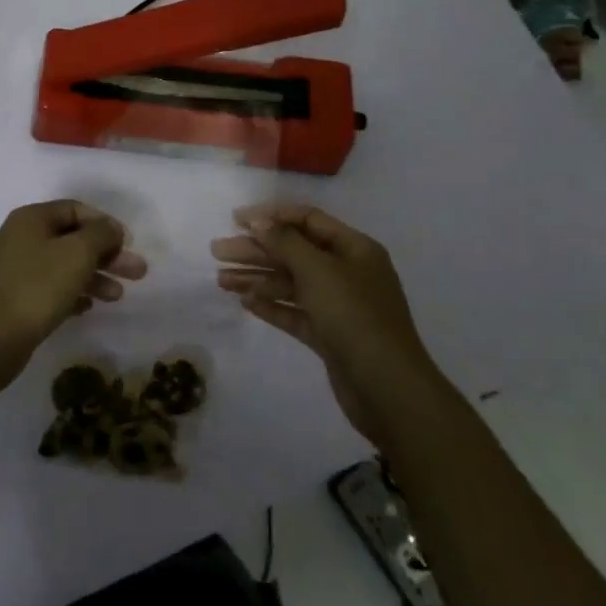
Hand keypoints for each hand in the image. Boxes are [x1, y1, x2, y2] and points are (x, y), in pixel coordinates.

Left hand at [0, 200, 146, 386]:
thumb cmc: (37, 286)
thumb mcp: (77, 253)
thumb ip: (101, 234)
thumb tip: (111, 228)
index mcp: (31, 218)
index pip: (75, 209)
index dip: (104, 223)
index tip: (128, 243)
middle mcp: (21, 238)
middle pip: (72, 239)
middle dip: (106, 255)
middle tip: (137, 273)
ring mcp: (16, 270)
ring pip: (63, 266)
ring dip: (94, 276)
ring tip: (118, 296)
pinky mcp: (15, 299)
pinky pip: (51, 289)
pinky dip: (73, 293)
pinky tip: (89, 307)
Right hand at [212, 204, 439, 442]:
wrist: (388, 390)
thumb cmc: (355, 317)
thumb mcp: (319, 271)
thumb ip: (286, 243)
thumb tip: (260, 221)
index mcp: (354, 248)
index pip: (308, 220)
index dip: (271, 216)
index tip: (236, 219)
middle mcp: (347, 272)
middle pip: (295, 252)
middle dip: (256, 250)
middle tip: (218, 251)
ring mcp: (339, 306)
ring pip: (291, 283)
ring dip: (257, 278)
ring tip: (221, 280)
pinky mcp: (330, 336)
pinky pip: (295, 311)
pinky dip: (271, 305)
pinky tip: (245, 302)